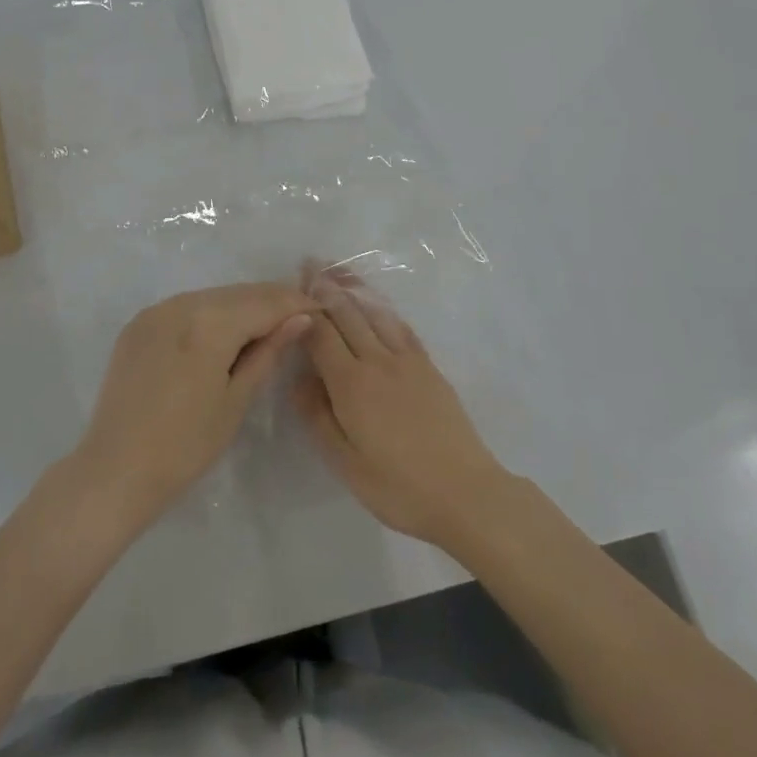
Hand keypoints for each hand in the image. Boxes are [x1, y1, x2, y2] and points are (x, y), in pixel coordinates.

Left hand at [73, 283, 314, 528]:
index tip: (321, 309)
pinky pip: (186, 308)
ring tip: (269, 324)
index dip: (296, 304)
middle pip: (239, 294)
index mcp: (210, 322)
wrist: (115, 471)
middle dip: (272, 301)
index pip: (265, 303)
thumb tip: (301, 319)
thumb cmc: (185, 445)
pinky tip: (225, 332)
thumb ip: (268, 352)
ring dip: (242, 306)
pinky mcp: (139, 324)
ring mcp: (156, 311)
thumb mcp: (235, 400)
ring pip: (213, 297)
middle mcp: (182, 303)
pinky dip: (211, 314)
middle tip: (302, 314)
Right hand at [292, 263, 509, 548]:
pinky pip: (401, 327)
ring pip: (375, 313)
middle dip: (327, 288)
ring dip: (355, 289)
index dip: (305, 310)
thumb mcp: (346, 463)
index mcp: (351, 384)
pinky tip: (377, 304)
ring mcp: (407, 360)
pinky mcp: (429, 367)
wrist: (465, 492)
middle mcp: (377, 361)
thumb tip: (298, 379)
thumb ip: (317, 417)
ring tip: (339, 271)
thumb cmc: (398, 487)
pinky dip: (384, 309)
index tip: (291, 288)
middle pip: (348, 315)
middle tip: (311, 264)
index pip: (321, 335)